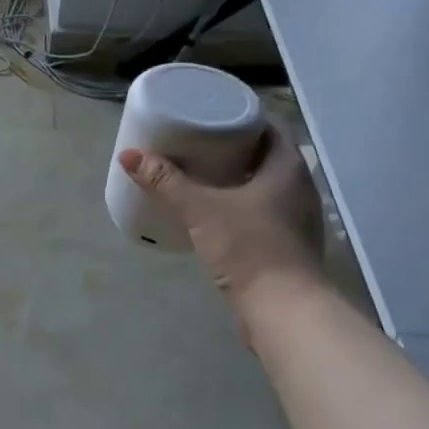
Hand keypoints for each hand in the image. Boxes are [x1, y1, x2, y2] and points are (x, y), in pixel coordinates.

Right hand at [119, 127, 324, 310]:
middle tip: (197, 144)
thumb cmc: (248, 247)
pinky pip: (264, 212)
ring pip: (266, 186)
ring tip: (201, 176)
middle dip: (234, 149)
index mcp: (288, 168)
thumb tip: (129, 155)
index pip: (269, 128)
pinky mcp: (288, 246)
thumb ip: (166, 182)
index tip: (211, 117)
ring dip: (238, 179)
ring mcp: (297, 219)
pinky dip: (242, 206)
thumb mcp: (200, 209)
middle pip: (266, 157)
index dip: (241, 119)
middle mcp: (299, 188)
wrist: (283, 311)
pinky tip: (216, 213)